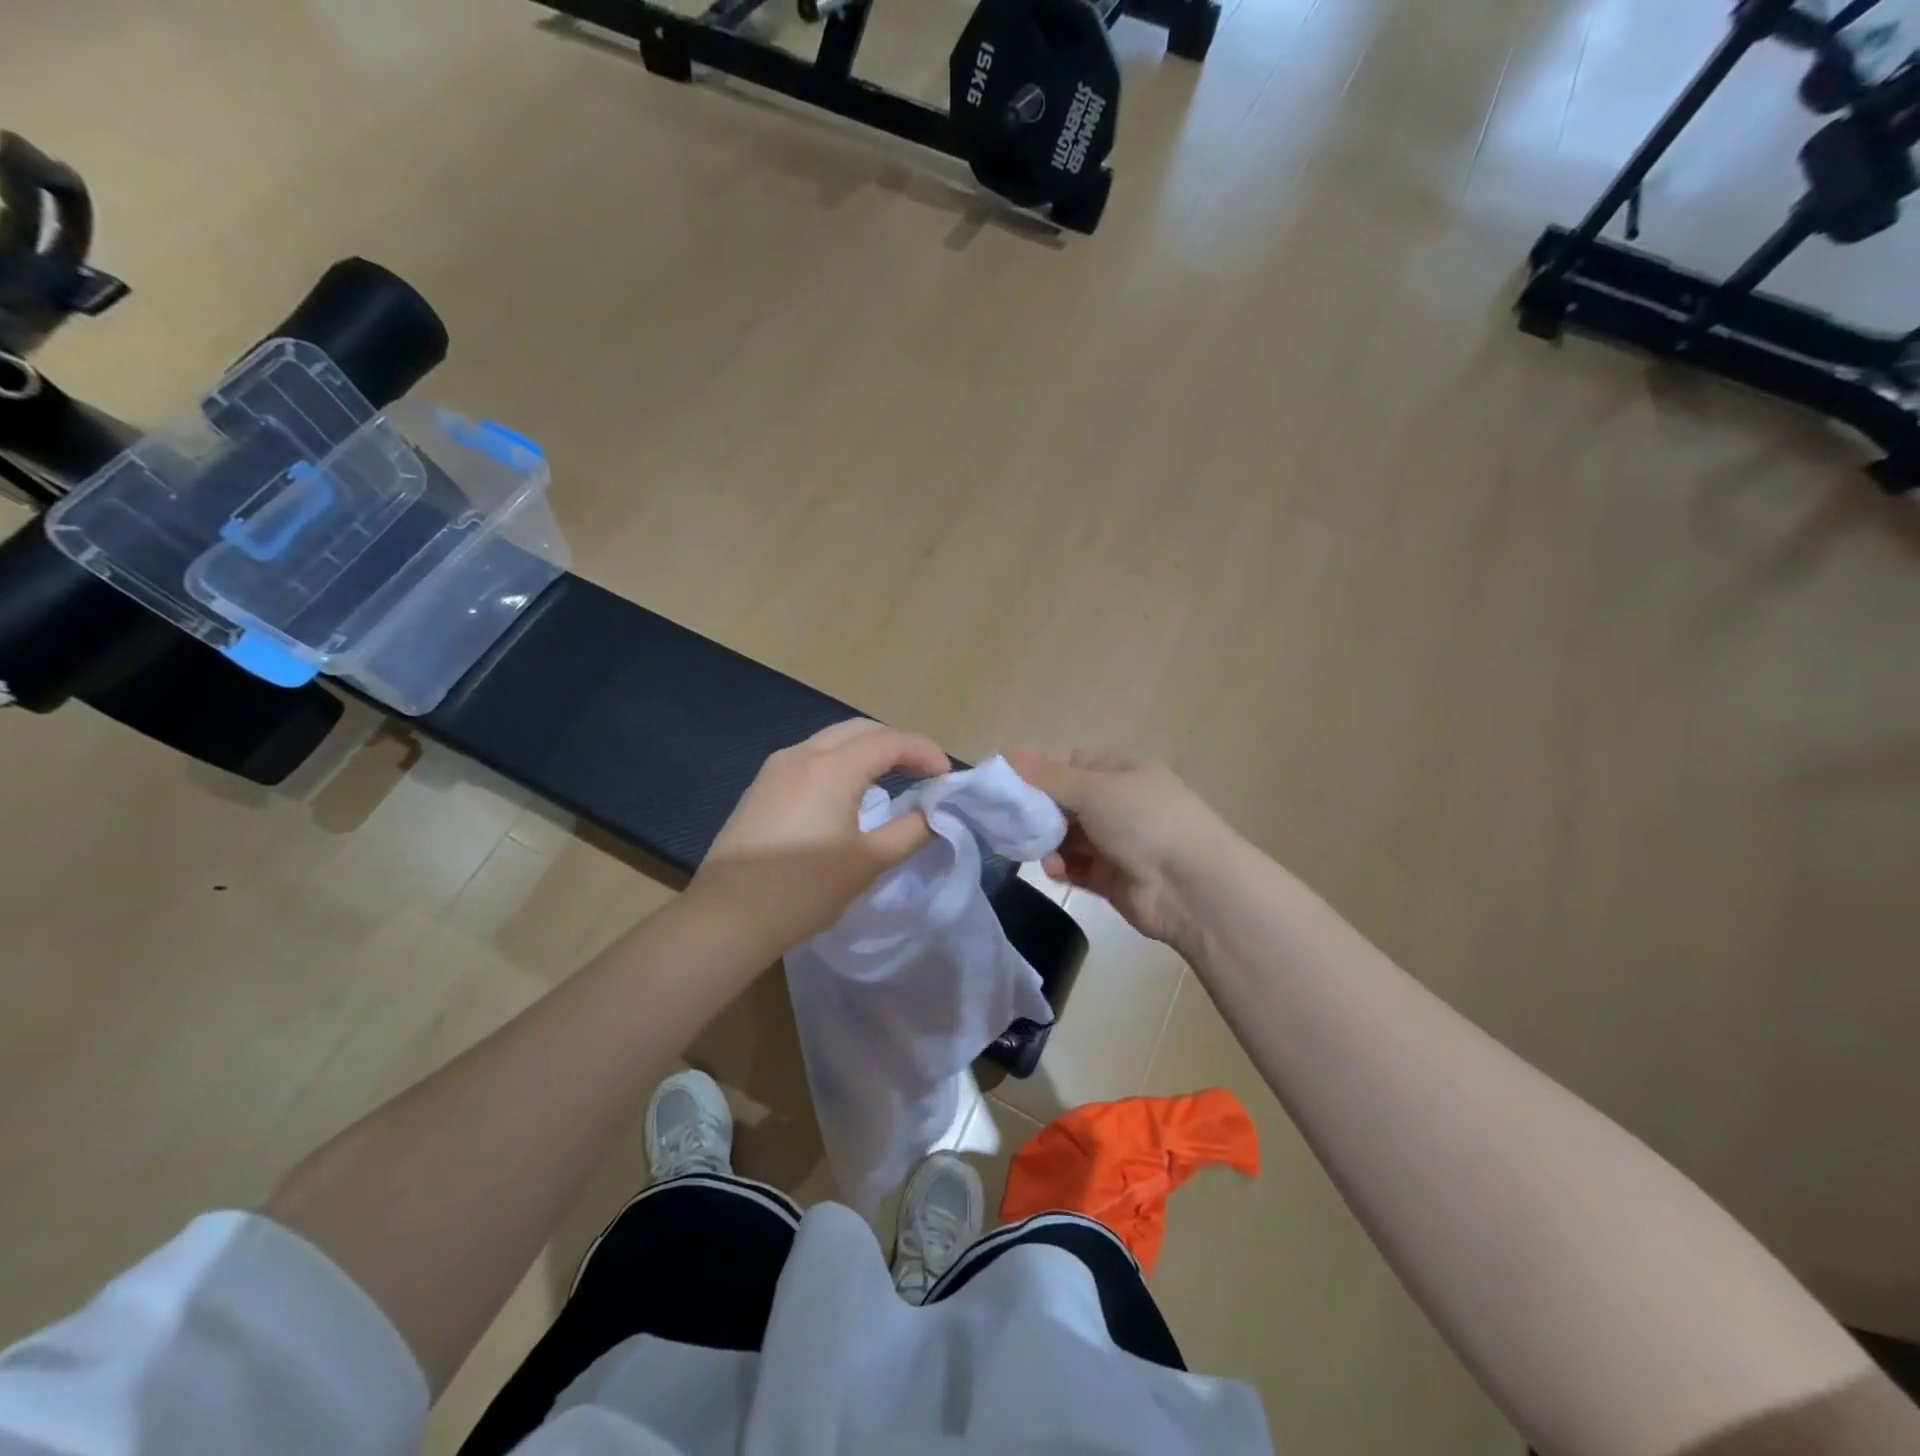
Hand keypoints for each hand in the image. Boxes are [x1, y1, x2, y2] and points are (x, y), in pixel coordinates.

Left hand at [690, 719, 950, 951]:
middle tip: (923, 773)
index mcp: (832, 767)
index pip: (890, 741)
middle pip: (860, 730)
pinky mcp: (761, 788)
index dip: (925, 752)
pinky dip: (840, 764)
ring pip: (832, 741)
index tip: (946, 777)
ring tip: (891, 781)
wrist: (729, 916)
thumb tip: (935, 813)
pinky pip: (811, 759)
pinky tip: (847, 796)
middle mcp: (802, 754)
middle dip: (897, 745)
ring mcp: (776, 769)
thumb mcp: (869, 862)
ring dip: (867, 752)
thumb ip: (911, 830)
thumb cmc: (805, 888)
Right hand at [1006, 749, 1229, 944]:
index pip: (1066, 764)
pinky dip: (1061, 867)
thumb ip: (1046, 776)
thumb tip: (1006, 753)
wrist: (1191, 886)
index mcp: (1117, 771)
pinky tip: (1055, 869)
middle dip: (1035, 811)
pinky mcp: (1110, 877)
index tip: (1002, 784)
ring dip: (1046, 841)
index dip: (1034, 771)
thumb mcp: (1093, 788)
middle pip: (1062, 801)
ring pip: (1065, 836)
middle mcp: (1116, 803)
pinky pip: (1075, 867)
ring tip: (1035, 848)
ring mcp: (1114, 842)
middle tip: (1007, 821)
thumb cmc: (1143, 820)